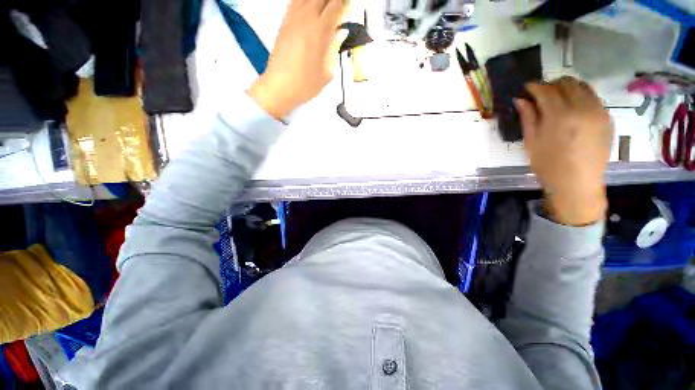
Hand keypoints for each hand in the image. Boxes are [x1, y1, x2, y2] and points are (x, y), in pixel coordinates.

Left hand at [248, 0, 347, 119]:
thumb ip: (335, 49)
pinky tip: (309, 6)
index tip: (349, 6)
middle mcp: (305, 19)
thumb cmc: (305, 84)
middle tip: (339, 8)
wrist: (280, 87)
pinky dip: (304, 1)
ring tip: (325, 7)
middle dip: (332, 2)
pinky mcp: (284, 23)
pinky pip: (295, 2)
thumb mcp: (327, 72)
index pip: (336, 5)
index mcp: (320, 31)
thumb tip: (340, 34)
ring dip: (319, 1)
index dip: (344, 3)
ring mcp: (292, 19)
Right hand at [516, 77, 612, 225]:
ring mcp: (598, 111)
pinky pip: (593, 97)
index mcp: (560, 115)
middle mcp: (582, 107)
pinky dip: (580, 96)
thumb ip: (528, 117)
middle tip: (541, 94)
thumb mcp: (531, 141)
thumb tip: (520, 99)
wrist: (577, 183)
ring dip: (567, 88)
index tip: (526, 89)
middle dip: (552, 84)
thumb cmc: (548, 164)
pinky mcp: (607, 117)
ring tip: (557, 100)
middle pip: (567, 82)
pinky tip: (572, 109)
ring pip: (582, 86)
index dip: (534, 87)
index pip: (546, 90)